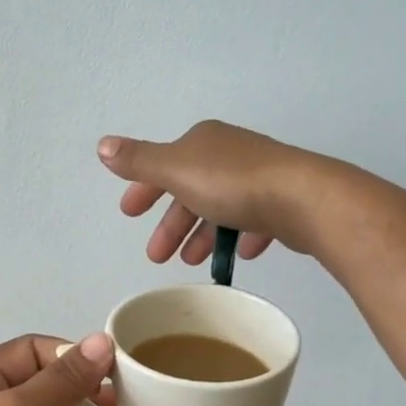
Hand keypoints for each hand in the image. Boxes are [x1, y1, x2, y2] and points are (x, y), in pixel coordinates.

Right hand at [97, 120, 336, 265]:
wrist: (303, 199)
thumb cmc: (232, 184)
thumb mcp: (176, 170)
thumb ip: (139, 161)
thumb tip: (103, 145)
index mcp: (203, 142)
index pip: (164, 164)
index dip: (144, 190)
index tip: (130, 215)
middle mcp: (231, 154)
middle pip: (191, 190)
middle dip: (172, 223)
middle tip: (157, 257)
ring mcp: (260, 176)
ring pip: (221, 207)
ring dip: (202, 235)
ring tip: (193, 262)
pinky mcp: (283, 200)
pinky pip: (254, 219)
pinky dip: (241, 235)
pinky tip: (238, 254)